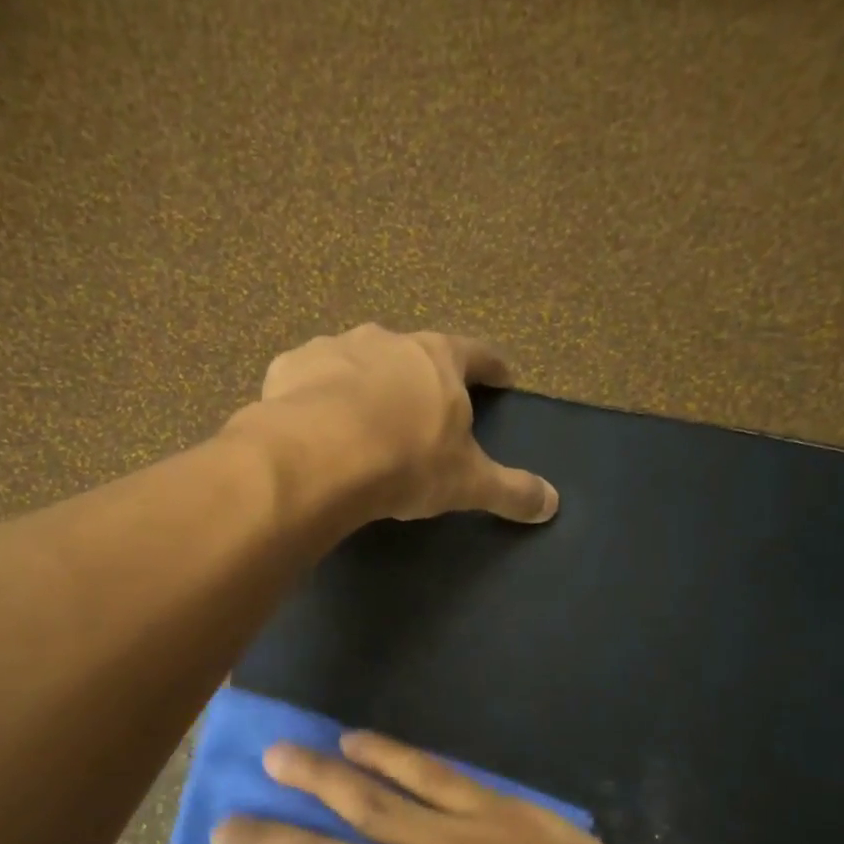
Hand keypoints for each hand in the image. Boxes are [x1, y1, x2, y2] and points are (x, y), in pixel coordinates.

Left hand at [233, 324, 558, 524]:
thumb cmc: (407, 461)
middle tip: (425, 404)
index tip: (502, 375)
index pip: (477, 354)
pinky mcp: (290, 366)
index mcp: (438, 359)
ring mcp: (335, 348)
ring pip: (358, 361)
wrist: (320, 455)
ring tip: (362, 417)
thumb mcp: (467, 482)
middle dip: (422, 376)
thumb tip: (552, 503)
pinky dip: (316, 395)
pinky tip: (313, 422)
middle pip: (414, 353)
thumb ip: (510, 490)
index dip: (492, 366)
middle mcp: (388, 341)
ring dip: (365, 382)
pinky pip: (310, 378)